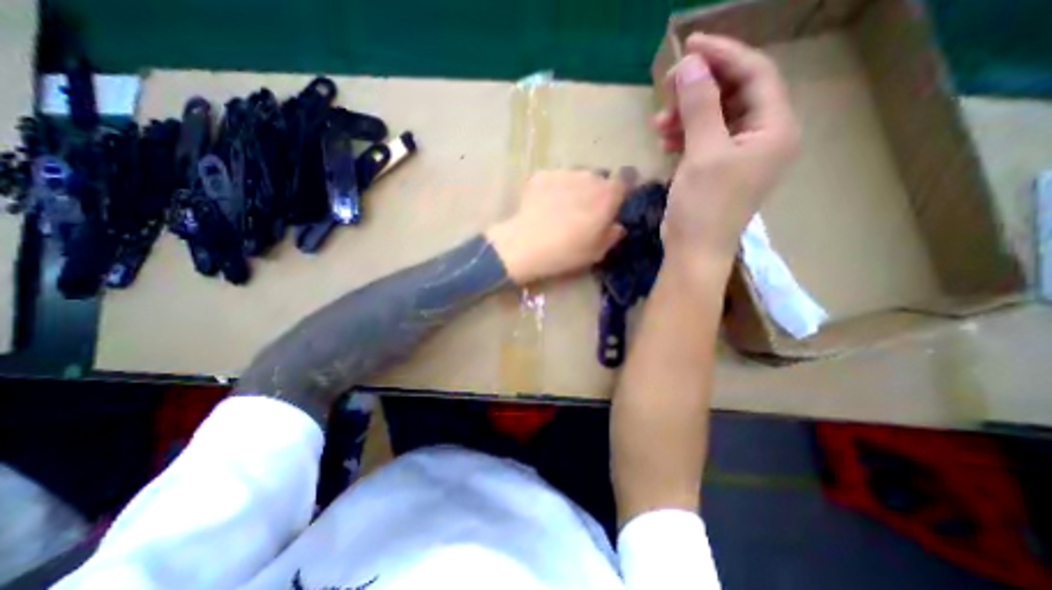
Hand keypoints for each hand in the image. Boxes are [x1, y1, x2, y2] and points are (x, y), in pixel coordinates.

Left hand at [487, 168, 627, 283]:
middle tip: (583, 212)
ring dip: (574, 189)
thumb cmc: (566, 252)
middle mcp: (589, 177)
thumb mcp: (596, 252)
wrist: (526, 245)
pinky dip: (553, 189)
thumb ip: (612, 235)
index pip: (624, 183)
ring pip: (576, 177)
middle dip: (595, 192)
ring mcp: (564, 173)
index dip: (618, 195)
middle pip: (599, 179)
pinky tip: (544, 205)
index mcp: (607, 195)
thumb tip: (616, 226)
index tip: (611, 207)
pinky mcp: (542, 175)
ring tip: (561, 209)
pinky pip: (555, 179)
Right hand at [656, 33, 797, 272]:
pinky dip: (684, 135)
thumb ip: (699, 106)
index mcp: (774, 128)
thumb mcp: (703, 153)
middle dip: (700, 88)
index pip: (755, 75)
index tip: (689, 46)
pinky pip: (704, 139)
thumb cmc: (704, 206)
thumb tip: (689, 65)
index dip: (723, 55)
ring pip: (715, 117)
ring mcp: (739, 154)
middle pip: (735, 94)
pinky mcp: (718, 168)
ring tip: (658, 122)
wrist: (694, 250)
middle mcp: (763, 137)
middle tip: (667, 86)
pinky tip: (664, 139)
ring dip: (686, 115)